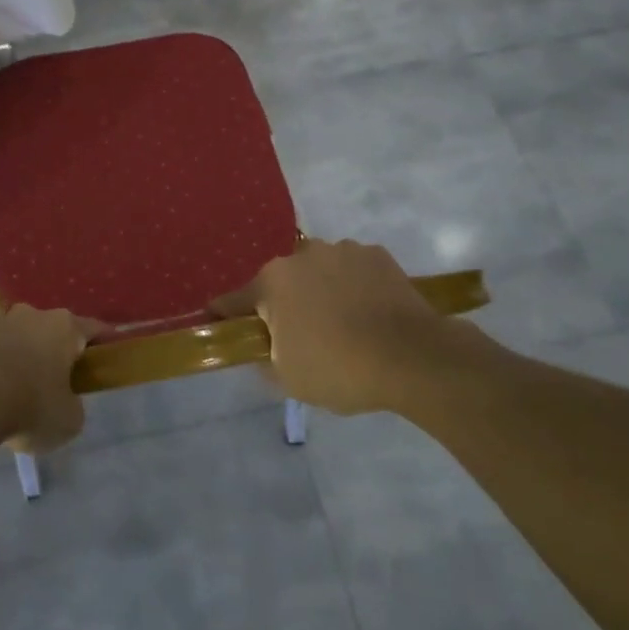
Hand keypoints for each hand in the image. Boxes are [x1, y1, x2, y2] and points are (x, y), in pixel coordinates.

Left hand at [0, 305, 92, 452]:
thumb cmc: (30, 405)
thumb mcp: (69, 420)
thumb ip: (73, 406)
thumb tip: (64, 402)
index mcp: (66, 327)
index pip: (94, 328)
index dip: (103, 341)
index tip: (108, 352)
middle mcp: (34, 314)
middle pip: (53, 329)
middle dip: (55, 349)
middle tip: (57, 378)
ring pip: (19, 334)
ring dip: (21, 352)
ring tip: (16, 384)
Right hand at [212, 239, 463, 414]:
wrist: (413, 357)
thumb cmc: (340, 368)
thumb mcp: (289, 379)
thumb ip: (265, 360)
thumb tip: (264, 350)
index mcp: (272, 283)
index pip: (234, 300)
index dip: (224, 313)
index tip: (216, 320)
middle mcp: (301, 256)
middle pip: (281, 282)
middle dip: (284, 303)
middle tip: (300, 335)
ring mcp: (341, 250)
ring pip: (319, 271)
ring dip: (321, 290)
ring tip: (343, 323)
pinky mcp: (376, 254)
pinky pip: (353, 270)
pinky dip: (354, 286)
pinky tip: (369, 312)